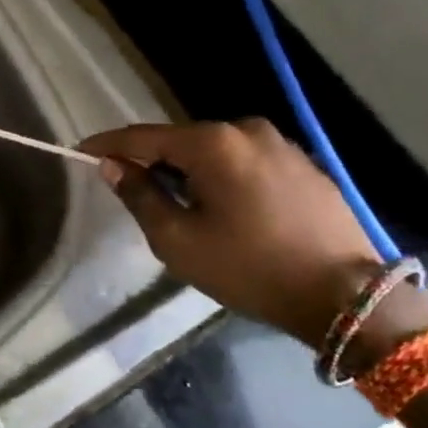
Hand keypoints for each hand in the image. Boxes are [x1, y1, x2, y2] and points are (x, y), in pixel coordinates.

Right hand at [79, 120, 384, 346]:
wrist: (347, 297)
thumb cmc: (250, 268)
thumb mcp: (178, 240)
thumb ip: (139, 196)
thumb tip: (113, 166)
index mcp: (212, 143)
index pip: (142, 137)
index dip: (107, 144)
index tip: (80, 151)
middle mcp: (245, 130)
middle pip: (179, 140)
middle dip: (152, 160)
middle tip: (130, 188)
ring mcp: (280, 145)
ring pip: (214, 151)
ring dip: (189, 170)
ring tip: (178, 203)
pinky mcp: (303, 165)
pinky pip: (244, 161)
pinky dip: (222, 176)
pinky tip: (223, 207)